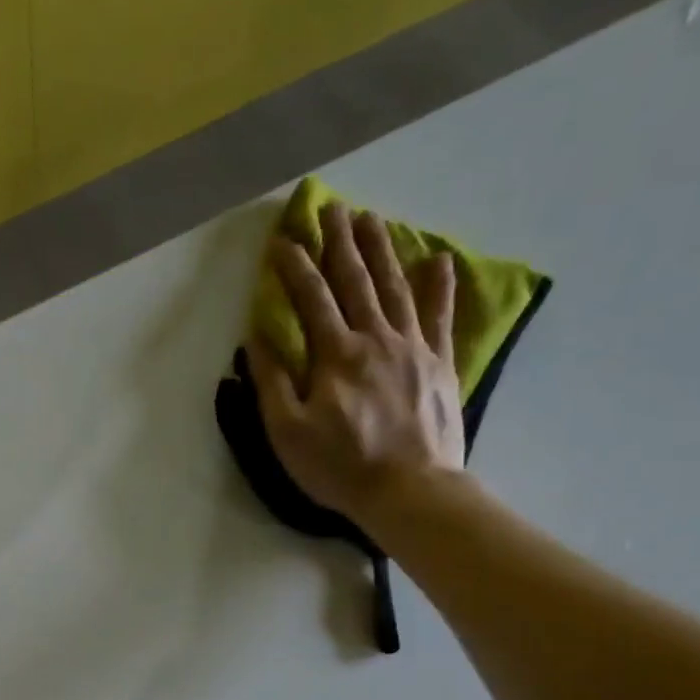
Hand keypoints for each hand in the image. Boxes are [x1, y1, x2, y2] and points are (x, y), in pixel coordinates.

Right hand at [246, 202, 462, 525]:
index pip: (311, 298)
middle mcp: (376, 339)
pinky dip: (439, 287)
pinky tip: (438, 259)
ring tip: (371, 219)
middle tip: (332, 208)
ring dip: (382, 251)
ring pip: (395, 288)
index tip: (282, 239)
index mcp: (336, 355)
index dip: (294, 267)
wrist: (410, 491)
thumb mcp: (288, 431)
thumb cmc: (340, 466)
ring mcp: (414, 348)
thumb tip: (257, 338)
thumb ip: (273, 382)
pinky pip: (442, 317)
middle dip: (340, 243)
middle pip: (355, 281)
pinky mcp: (441, 364)